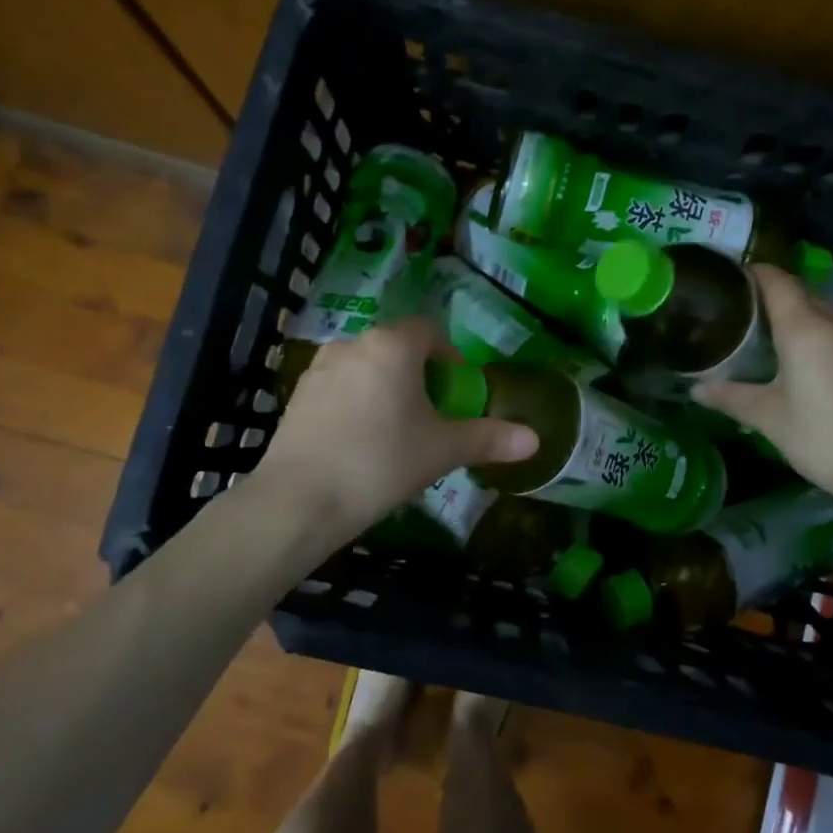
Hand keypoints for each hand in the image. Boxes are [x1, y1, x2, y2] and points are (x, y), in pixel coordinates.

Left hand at [256, 319, 537, 538]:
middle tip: (431, 416)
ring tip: (395, 430)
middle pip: (397, 349)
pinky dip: (355, 403)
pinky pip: (339, 387)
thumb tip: (535, 439)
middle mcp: (354, 344)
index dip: (450, 357)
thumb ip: (489, 438)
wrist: (300, 500)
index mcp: (393, 346)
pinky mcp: (297, 395)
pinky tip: (358, 442)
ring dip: (385, 388)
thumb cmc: (382, 462)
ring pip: (366, 368)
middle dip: (418, 375)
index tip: (457, 392)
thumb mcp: (443, 450)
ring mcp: (319, 368)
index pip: (430, 332)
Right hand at [695, 266, 832, 520]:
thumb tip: (695, 389)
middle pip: (795, 289)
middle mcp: (830, 320)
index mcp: (803, 326)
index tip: (723, 279)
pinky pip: (827, 323)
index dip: (749, 272)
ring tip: (753, 325)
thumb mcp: (766, 416)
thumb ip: (729, 396)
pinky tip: (786, 349)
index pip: (775, 279)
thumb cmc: (818, 434)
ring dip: (787, 308)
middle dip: (765, 290)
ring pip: (814, 305)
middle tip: (731, 306)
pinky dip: (804, 325)